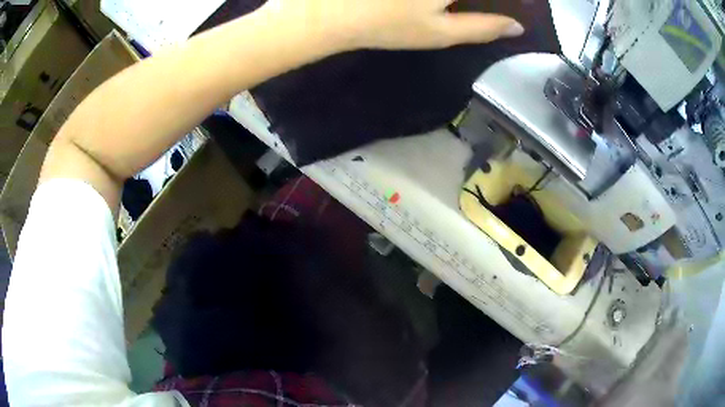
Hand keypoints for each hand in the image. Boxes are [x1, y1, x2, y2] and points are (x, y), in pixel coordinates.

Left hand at [261, 0, 524, 51]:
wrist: (329, 10)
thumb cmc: (388, 25)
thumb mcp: (440, 34)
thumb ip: (483, 27)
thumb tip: (517, 27)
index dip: (514, 1)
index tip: (513, 7)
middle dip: (485, 3)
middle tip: (467, 11)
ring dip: (457, 3)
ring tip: (448, 11)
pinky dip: (443, 0)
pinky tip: (436, 7)